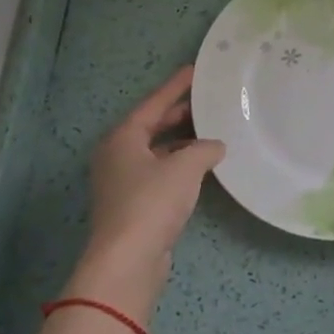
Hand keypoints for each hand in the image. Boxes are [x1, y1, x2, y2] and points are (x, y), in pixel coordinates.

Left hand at [70, 66, 224, 319]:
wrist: (127, 262)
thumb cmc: (151, 204)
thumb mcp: (185, 168)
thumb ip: (204, 149)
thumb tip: (215, 145)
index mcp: (122, 138)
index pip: (153, 103)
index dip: (176, 86)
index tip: (195, 70)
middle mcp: (117, 155)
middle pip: (152, 126)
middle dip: (179, 114)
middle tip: (208, 100)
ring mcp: (123, 182)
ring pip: (156, 151)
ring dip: (182, 142)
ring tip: (212, 131)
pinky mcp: (133, 205)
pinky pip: (159, 173)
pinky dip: (179, 165)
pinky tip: (202, 166)